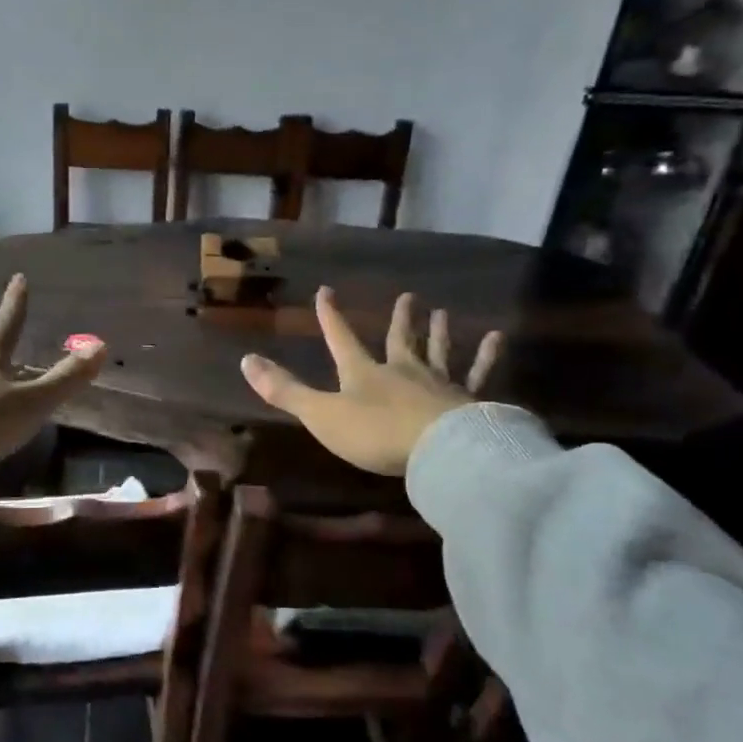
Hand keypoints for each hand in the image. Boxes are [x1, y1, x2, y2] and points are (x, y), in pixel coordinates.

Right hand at [240, 287, 503, 476]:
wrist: (439, 450)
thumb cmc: (375, 434)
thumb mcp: (321, 414)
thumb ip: (285, 391)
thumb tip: (246, 360)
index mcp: (364, 373)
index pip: (342, 339)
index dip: (331, 317)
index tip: (326, 291)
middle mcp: (402, 371)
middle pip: (399, 340)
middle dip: (400, 320)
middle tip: (409, 296)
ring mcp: (438, 384)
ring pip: (438, 352)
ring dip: (439, 332)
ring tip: (443, 311)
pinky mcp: (469, 401)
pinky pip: (479, 375)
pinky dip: (486, 357)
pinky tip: (496, 339)